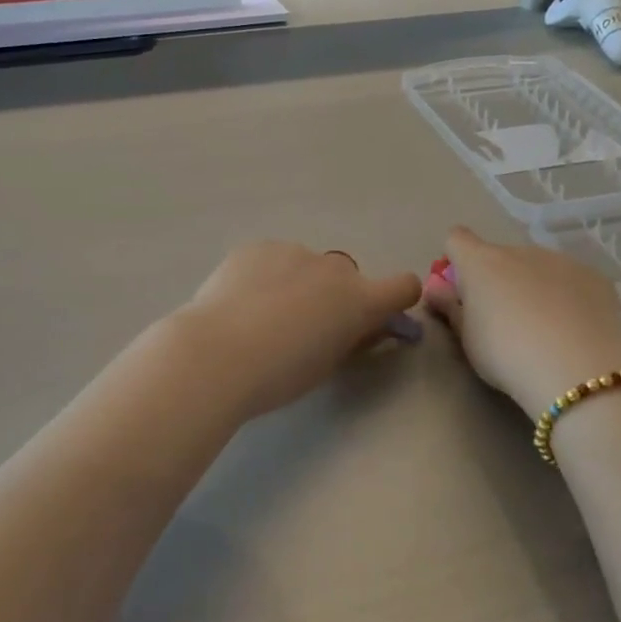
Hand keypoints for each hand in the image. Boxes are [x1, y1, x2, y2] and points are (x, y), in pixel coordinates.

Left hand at [170, 242, 421, 421]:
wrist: (216, 355)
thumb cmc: (278, 375)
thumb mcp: (327, 365)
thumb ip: (353, 338)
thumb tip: (367, 326)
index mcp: (359, 300)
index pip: (404, 286)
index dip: (396, 300)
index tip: (377, 318)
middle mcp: (333, 268)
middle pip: (347, 276)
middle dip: (335, 295)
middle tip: (303, 326)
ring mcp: (293, 251)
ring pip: (306, 266)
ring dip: (298, 283)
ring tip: (261, 315)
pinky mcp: (257, 247)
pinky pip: (272, 259)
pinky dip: (265, 275)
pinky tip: (239, 302)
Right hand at [423, 227, 620, 418]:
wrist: (577, 370)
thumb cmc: (506, 354)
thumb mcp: (467, 338)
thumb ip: (450, 308)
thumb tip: (436, 288)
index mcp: (481, 262)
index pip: (456, 239)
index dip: (456, 260)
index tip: (461, 290)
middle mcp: (519, 251)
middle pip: (499, 257)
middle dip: (498, 279)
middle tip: (505, 321)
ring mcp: (560, 260)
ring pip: (537, 267)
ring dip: (534, 286)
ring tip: (545, 329)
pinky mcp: (595, 277)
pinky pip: (570, 280)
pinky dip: (568, 296)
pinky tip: (575, 330)